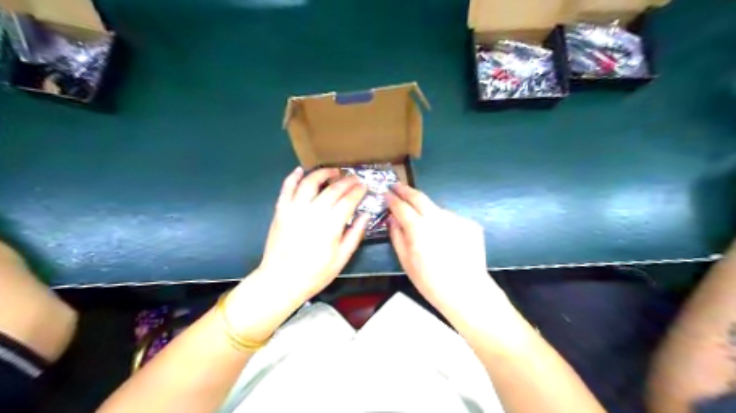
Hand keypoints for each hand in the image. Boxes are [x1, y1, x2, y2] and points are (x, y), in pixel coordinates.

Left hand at [256, 167, 367, 302]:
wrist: (280, 281)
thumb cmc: (314, 274)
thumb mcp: (341, 259)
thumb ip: (355, 235)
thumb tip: (365, 215)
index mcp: (330, 227)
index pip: (347, 201)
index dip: (358, 191)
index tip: (364, 187)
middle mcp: (312, 213)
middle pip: (332, 189)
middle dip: (346, 181)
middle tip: (354, 179)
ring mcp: (294, 210)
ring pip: (309, 183)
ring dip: (322, 173)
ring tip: (333, 172)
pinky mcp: (280, 211)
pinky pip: (286, 188)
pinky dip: (293, 177)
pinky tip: (301, 170)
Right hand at [385, 186, 505, 317]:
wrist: (467, 291)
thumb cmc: (431, 282)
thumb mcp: (406, 262)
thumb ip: (397, 236)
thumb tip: (392, 218)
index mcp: (418, 229)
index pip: (401, 207)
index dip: (392, 199)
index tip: (386, 193)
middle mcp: (438, 218)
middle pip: (419, 197)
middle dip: (406, 190)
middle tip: (397, 186)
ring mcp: (456, 219)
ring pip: (436, 209)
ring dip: (426, 211)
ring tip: (424, 226)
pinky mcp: (470, 224)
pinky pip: (450, 219)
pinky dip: (443, 223)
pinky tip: (444, 239)